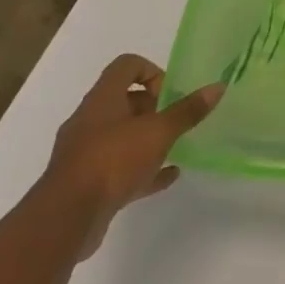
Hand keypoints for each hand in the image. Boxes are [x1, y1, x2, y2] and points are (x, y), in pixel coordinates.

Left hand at [40, 54, 223, 255]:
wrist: (67, 218)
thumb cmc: (113, 160)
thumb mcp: (158, 132)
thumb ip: (187, 111)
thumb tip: (217, 87)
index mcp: (103, 99)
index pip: (126, 66)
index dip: (152, 72)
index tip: (170, 93)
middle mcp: (90, 120)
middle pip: (124, 101)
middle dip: (154, 108)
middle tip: (177, 121)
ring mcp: (86, 153)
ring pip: (122, 136)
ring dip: (148, 139)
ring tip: (176, 147)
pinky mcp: (87, 182)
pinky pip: (120, 168)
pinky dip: (144, 168)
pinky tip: (168, 176)